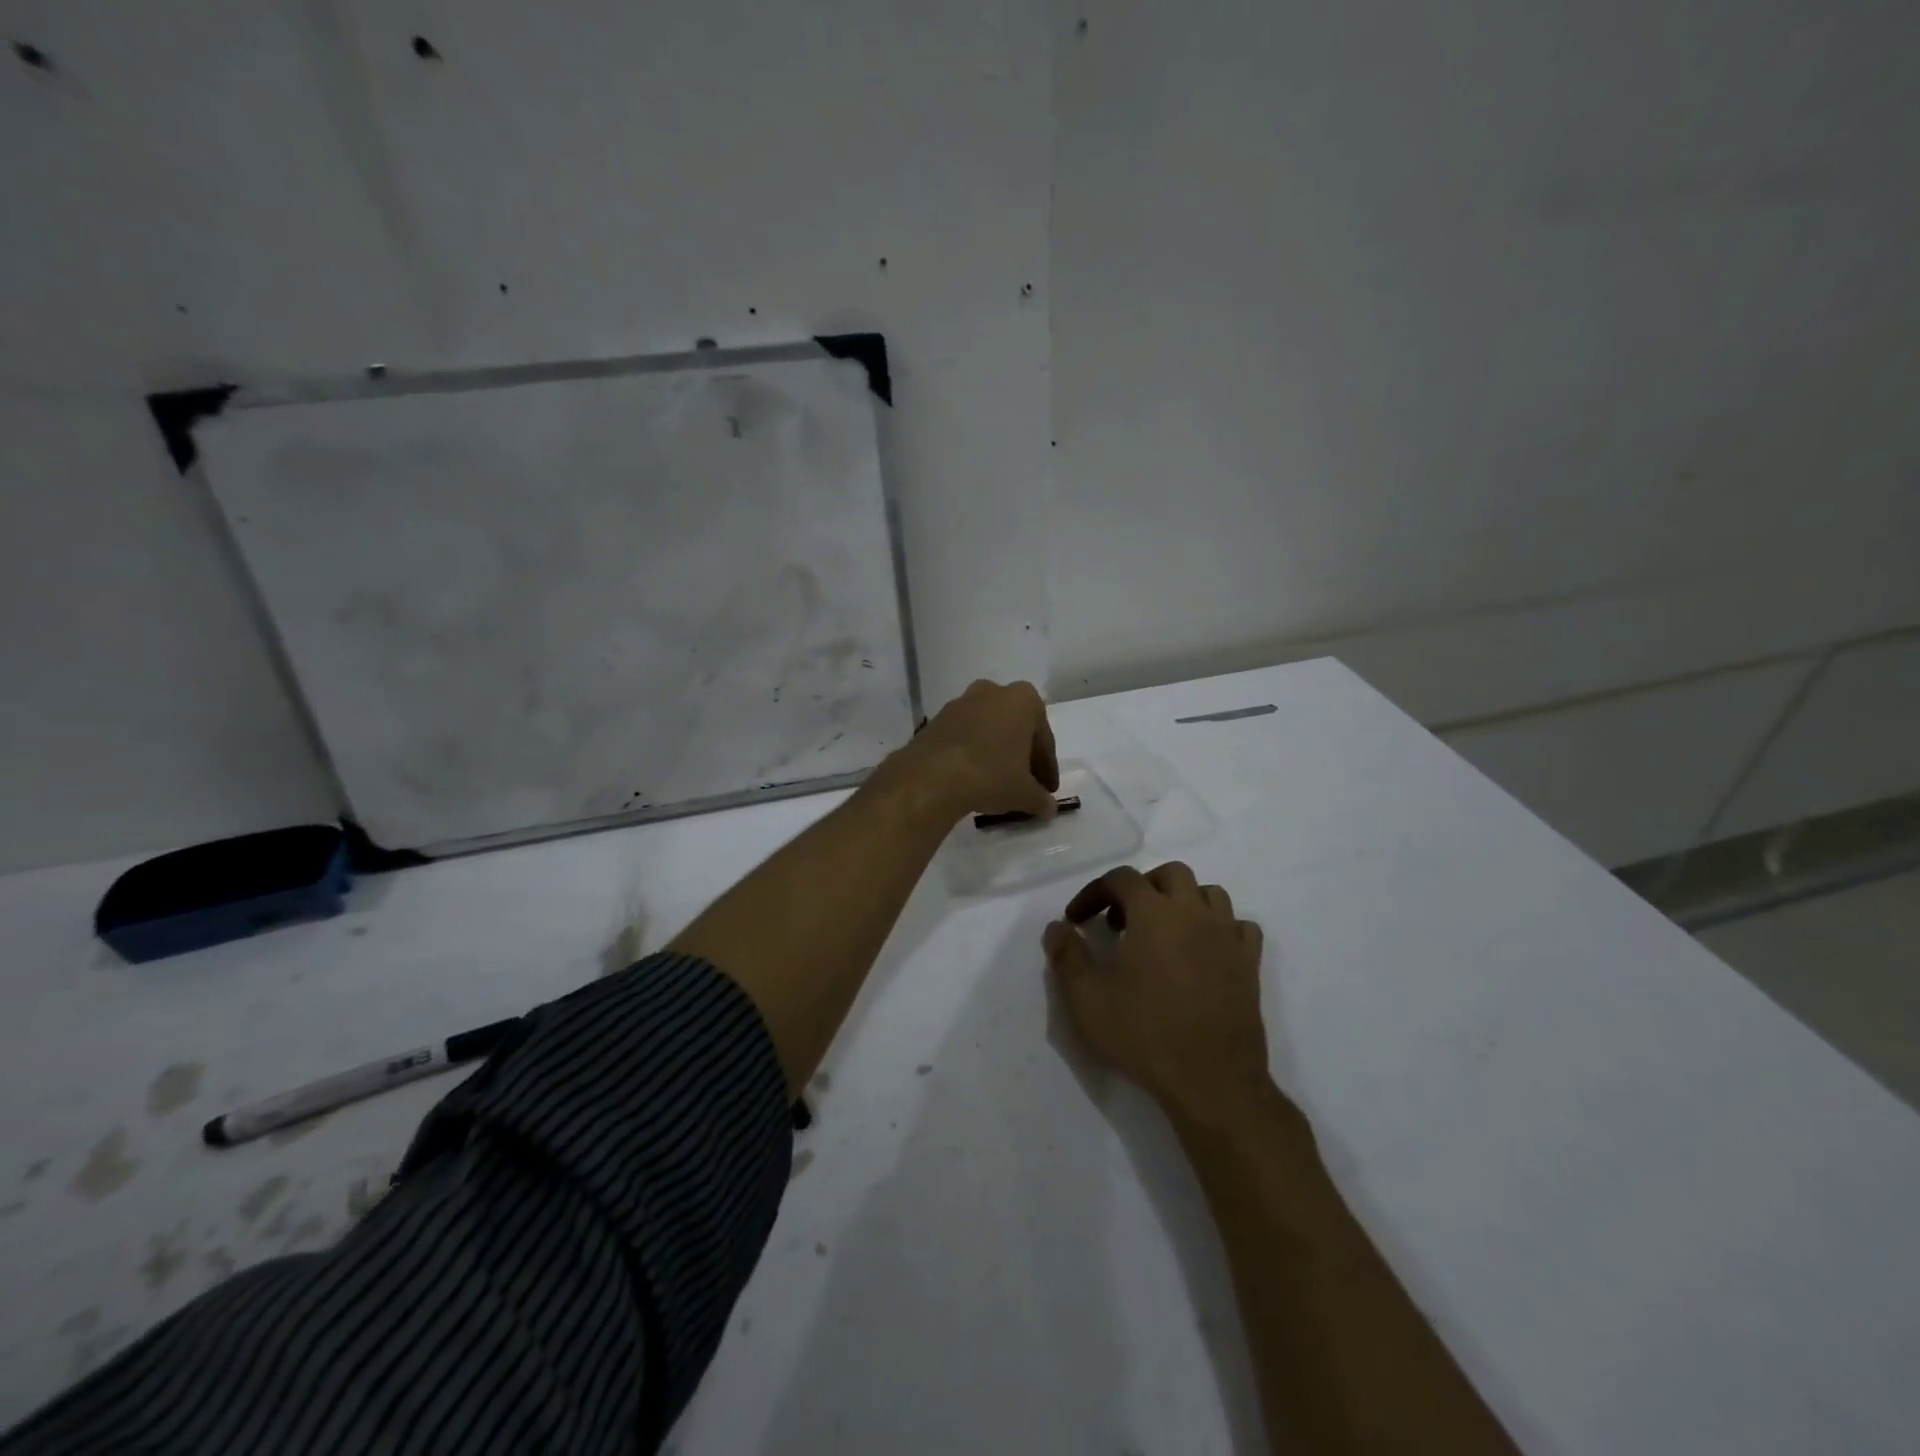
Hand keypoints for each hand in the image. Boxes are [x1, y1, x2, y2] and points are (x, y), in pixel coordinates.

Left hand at [882, 679, 1058, 821]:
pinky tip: (972, 776)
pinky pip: (964, 735)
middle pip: (1015, 727)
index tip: (1047, 789)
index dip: (1047, 767)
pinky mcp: (936, 719)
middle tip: (1025, 783)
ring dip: (995, 751)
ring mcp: (961, 703)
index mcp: (1023, 700)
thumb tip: (1049, 808)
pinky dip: (972, 752)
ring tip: (997, 781)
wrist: (931, 776)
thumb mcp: (1024, 793)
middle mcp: (992, 692)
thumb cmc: (990, 775)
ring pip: (988, 729)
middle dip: (1021, 754)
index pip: (1043, 738)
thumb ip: (1040, 799)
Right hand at [1045, 863, 1272, 1124]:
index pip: (1121, 878)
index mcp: (1154, 913)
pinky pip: (1239, 926)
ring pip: (1209, 893)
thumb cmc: (1145, 1034)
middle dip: (1142, 887)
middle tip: (1122, 920)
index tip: (1077, 920)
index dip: (1094, 892)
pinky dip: (1220, 928)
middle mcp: (1194, 913)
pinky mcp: (1250, 964)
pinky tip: (1204, 951)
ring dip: (1183, 902)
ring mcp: (1228, 937)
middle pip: (1171, 874)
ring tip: (1164, 931)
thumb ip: (1068, 956)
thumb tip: (1057, 928)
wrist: (1212, 1081)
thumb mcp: (1088, 999)